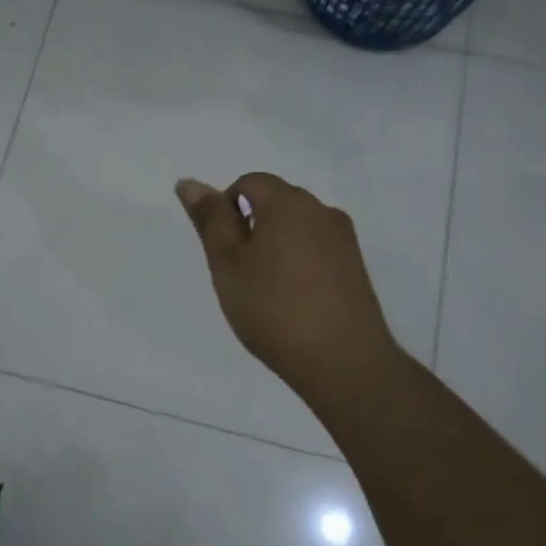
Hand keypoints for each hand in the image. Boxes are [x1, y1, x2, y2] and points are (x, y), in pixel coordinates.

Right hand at [176, 172, 399, 397]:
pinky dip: (297, 261)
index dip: (226, 208)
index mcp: (289, 202)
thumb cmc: (273, 309)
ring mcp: (344, 239)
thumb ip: (210, 220)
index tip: (221, 251)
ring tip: (264, 290)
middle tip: (237, 272)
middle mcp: (322, 210)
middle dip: (250, 225)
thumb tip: (189, 182)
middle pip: (276, 201)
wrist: (344, 362)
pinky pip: (316, 248)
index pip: (249, 182)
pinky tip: (292, 299)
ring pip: (297, 226)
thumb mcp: (228, 264)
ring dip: (274, 244)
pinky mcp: (356, 266)